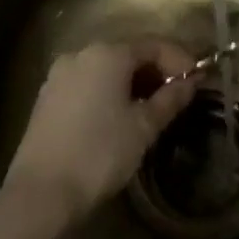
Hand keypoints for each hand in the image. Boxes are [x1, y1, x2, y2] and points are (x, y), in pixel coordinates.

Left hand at [3, 39, 198, 227]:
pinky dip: (107, 91)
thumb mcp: (143, 128)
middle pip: (128, 53)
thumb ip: (170, 99)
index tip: (198, 80)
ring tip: (150, 108)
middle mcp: (81, 53)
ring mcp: (60, 74)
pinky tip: (117, 116)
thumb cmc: (99, 154)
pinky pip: (87, 82)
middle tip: (177, 95)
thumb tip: (191, 81)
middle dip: (155, 70)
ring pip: (106, 68)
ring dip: (131, 82)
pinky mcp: (47, 96)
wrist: (40, 193)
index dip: (179, 59)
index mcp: (108, 53)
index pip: (153, 45)